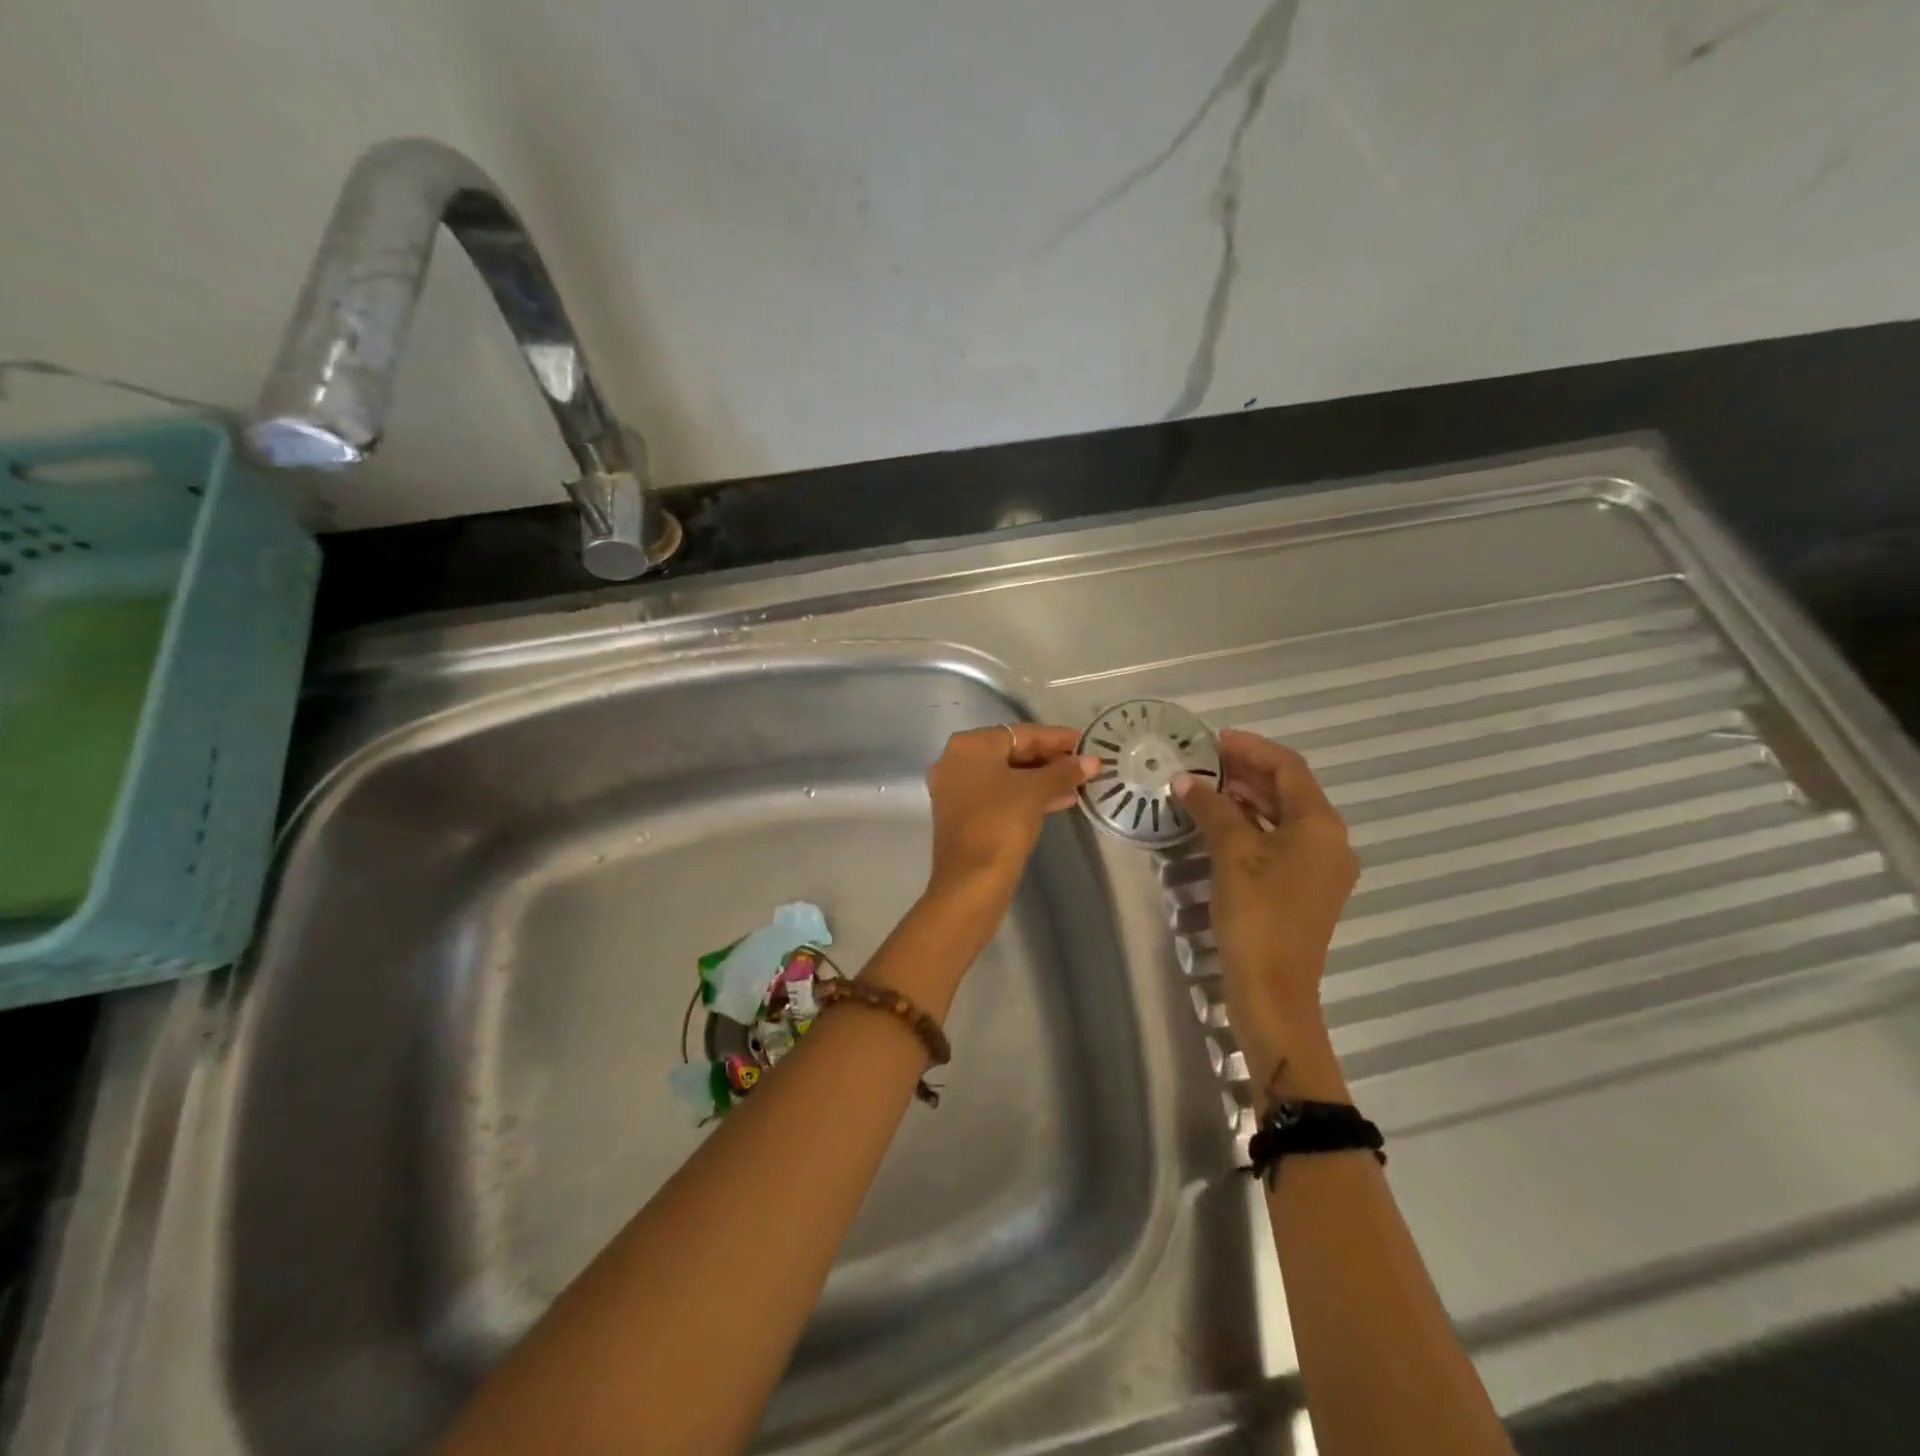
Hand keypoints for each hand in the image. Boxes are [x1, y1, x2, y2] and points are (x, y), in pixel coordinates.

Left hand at [925, 724, 1097, 902]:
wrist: (970, 882)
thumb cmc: (1000, 823)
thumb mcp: (1036, 792)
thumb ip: (1064, 771)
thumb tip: (1092, 761)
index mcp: (969, 746)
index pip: (1021, 733)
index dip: (1057, 738)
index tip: (1087, 742)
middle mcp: (956, 761)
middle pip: (1012, 752)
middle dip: (1050, 759)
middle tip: (1085, 764)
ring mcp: (956, 790)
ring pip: (1007, 776)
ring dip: (1042, 779)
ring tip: (1078, 784)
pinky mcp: (962, 816)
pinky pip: (1000, 795)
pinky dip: (1026, 795)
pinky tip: (1059, 801)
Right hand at [1174, 731, 1358, 1093]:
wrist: (1274, 989)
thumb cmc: (1256, 913)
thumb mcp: (1231, 853)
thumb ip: (1211, 808)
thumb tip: (1184, 779)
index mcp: (1321, 825)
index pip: (1288, 767)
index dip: (1251, 748)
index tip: (1213, 739)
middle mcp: (1331, 841)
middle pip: (1289, 790)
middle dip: (1247, 771)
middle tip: (1204, 760)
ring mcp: (1321, 868)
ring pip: (1284, 817)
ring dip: (1249, 797)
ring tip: (1208, 785)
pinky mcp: (1306, 889)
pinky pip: (1281, 841)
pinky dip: (1253, 825)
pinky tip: (1222, 822)